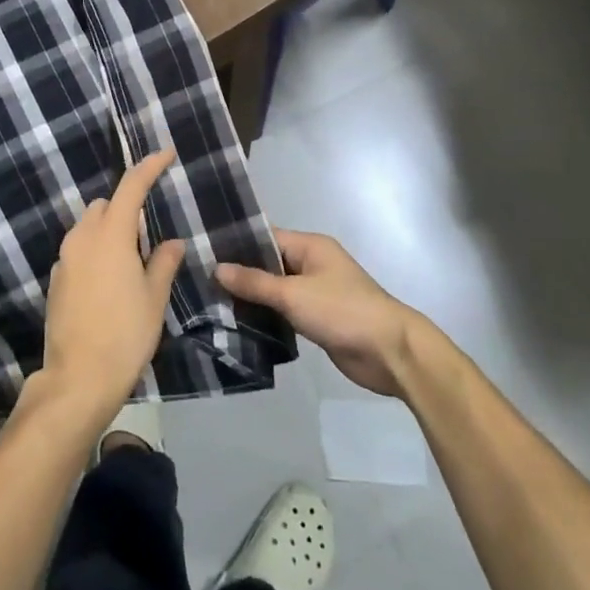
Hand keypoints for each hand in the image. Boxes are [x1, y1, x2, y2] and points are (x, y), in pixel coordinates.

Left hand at [38, 148, 185, 425]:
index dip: (149, 166)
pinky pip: (78, 250)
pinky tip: (109, 281)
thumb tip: (171, 242)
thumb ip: (163, 262)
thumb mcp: (154, 298)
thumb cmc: (126, 334)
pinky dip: (94, 251)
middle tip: (149, 235)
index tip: (166, 154)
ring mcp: (64, 259)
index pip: (131, 187)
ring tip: (130, 261)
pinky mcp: (55, 280)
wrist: (78, 378)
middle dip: (127, 207)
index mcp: (111, 236)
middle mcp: (82, 238)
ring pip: (88, 226)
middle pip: (106, 205)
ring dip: (109, 229)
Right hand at [217, 230, 425, 396]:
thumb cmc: (342, 311)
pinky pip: (284, 311)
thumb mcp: (294, 294)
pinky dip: (266, 315)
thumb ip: (255, 282)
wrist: (390, 352)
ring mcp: (315, 292)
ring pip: (275, 289)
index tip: (202, 252)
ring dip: (251, 297)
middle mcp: (312, 264)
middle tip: (200, 281)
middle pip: (268, 263)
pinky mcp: (317, 318)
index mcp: (310, 246)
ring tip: (211, 302)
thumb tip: (217, 268)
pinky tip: (238, 323)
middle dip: (239, 273)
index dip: (236, 244)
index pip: (265, 237)